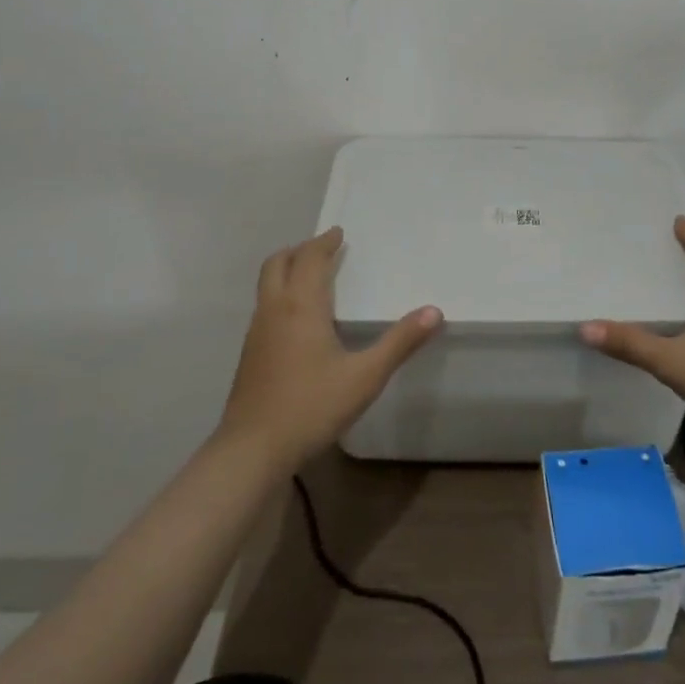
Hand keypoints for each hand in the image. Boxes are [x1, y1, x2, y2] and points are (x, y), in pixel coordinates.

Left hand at [218, 227, 441, 470]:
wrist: (252, 450)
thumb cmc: (311, 406)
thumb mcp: (365, 376)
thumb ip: (400, 342)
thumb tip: (434, 311)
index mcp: (300, 305)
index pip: (310, 258)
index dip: (324, 242)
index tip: (339, 233)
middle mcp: (274, 309)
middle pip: (278, 263)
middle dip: (300, 250)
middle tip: (323, 249)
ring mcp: (257, 332)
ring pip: (267, 285)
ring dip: (287, 270)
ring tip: (311, 276)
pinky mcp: (249, 354)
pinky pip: (264, 306)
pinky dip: (280, 294)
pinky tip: (297, 319)